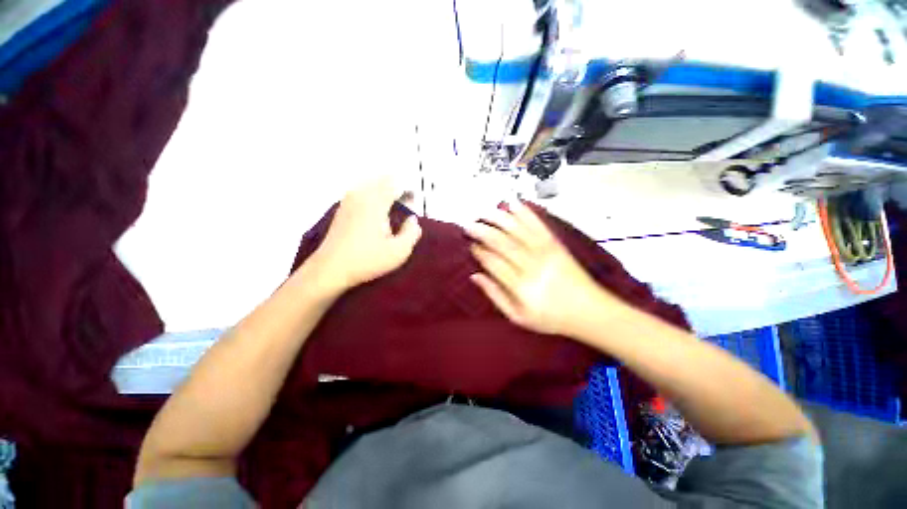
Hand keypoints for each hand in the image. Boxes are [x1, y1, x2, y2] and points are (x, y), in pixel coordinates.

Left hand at [309, 178, 421, 292]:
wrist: (331, 268)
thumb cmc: (367, 260)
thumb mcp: (399, 251)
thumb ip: (412, 232)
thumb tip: (413, 219)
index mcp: (376, 203)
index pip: (395, 184)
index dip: (408, 189)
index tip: (415, 201)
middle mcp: (361, 195)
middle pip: (382, 180)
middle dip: (397, 187)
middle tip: (406, 203)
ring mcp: (349, 200)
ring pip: (371, 184)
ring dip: (384, 190)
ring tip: (393, 207)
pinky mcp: (342, 209)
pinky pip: (362, 192)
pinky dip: (373, 196)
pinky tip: (377, 213)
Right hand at [464, 201, 615, 336]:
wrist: (589, 310)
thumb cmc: (551, 317)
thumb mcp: (518, 317)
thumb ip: (495, 295)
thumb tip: (475, 276)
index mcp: (520, 286)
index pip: (493, 262)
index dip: (479, 251)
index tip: (470, 245)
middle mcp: (531, 265)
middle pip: (501, 242)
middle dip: (482, 230)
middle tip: (468, 224)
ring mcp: (545, 251)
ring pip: (516, 230)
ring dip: (498, 218)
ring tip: (483, 212)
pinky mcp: (555, 243)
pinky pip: (537, 225)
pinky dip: (524, 213)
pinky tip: (513, 203)